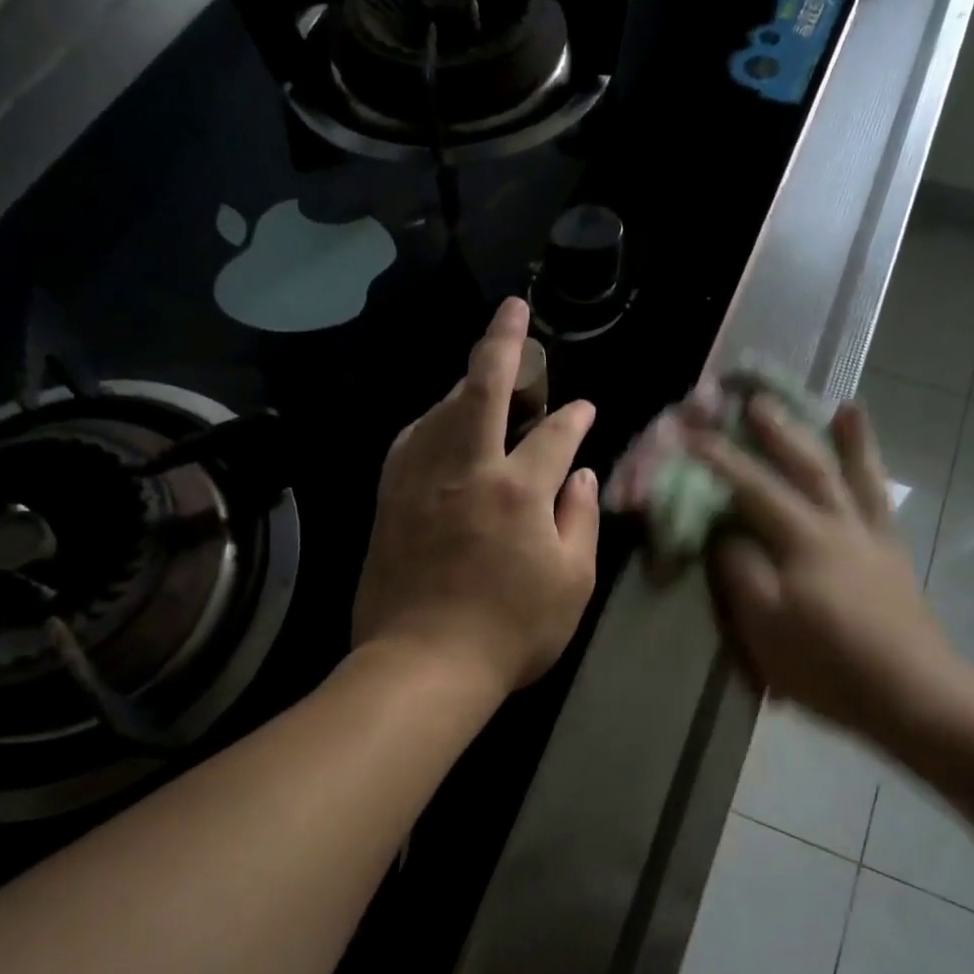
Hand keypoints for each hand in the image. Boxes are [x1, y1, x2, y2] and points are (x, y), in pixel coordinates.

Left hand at [353, 298, 600, 695]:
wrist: (423, 663)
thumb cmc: (510, 631)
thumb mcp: (572, 583)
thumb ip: (579, 519)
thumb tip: (578, 474)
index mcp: (518, 491)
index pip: (553, 434)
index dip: (574, 418)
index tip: (584, 410)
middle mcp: (466, 470)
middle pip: (482, 389)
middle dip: (503, 343)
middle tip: (513, 311)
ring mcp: (420, 481)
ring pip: (440, 409)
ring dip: (464, 382)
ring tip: (481, 370)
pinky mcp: (389, 500)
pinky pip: (408, 441)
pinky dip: (427, 421)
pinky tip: (436, 421)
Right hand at [690, 398, 968, 743]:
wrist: (912, 695)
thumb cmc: (827, 664)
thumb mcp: (764, 624)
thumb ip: (739, 572)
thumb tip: (723, 535)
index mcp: (803, 540)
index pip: (753, 489)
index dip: (719, 461)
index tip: (691, 434)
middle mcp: (840, 525)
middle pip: (806, 467)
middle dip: (778, 433)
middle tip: (757, 400)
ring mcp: (872, 539)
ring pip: (856, 477)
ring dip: (848, 440)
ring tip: (844, 405)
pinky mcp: (893, 558)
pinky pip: (883, 505)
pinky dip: (877, 478)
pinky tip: (872, 470)